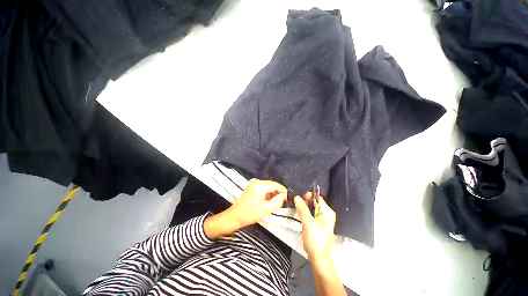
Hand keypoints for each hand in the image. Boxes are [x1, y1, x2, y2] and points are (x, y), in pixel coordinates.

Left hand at [228, 178, 287, 228]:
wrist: (234, 216)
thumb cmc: (250, 214)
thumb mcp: (266, 209)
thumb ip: (278, 201)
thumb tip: (283, 196)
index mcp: (260, 185)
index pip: (276, 185)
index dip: (283, 191)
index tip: (286, 200)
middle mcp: (257, 181)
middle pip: (272, 184)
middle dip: (278, 192)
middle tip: (281, 202)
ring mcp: (253, 183)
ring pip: (268, 186)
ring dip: (273, 193)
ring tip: (274, 203)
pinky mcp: (252, 186)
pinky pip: (263, 187)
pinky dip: (267, 193)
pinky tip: (268, 201)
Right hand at [294, 192, 335, 264]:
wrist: (319, 259)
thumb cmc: (315, 240)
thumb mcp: (308, 223)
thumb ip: (302, 209)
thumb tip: (296, 197)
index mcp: (327, 212)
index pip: (317, 197)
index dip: (308, 196)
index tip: (299, 200)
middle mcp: (327, 214)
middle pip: (314, 202)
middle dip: (305, 202)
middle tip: (297, 207)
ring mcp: (323, 220)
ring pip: (312, 208)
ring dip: (304, 208)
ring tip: (297, 212)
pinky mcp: (319, 225)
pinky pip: (311, 214)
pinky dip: (305, 214)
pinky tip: (301, 218)